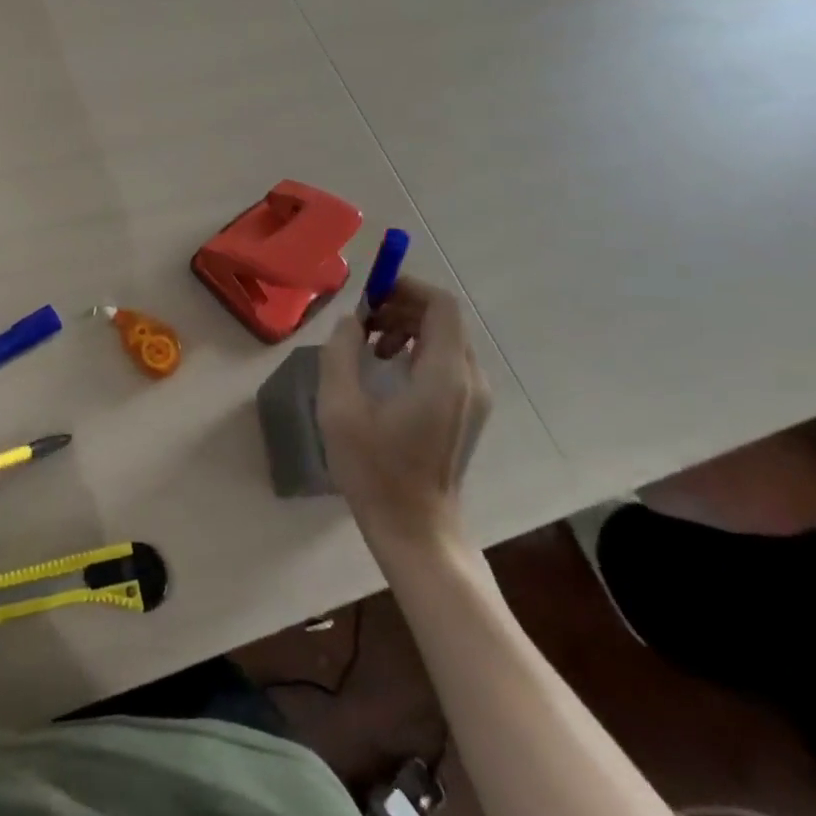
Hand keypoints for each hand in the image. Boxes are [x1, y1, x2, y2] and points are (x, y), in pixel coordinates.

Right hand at [316, 275, 491, 547]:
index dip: (406, 286)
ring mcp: (474, 397)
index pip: (440, 305)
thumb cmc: (375, 470)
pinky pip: (446, 360)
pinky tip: (386, 370)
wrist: (416, 530)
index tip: (370, 292)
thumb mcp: (340, 408)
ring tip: (369, 347)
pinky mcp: (469, 411)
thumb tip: (352, 320)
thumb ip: (342, 352)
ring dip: (406, 328)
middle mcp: (469, 378)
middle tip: (361, 321)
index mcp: (444, 374)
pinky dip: (416, 350)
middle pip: (442, 318)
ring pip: (444, 337)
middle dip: (400, 307)